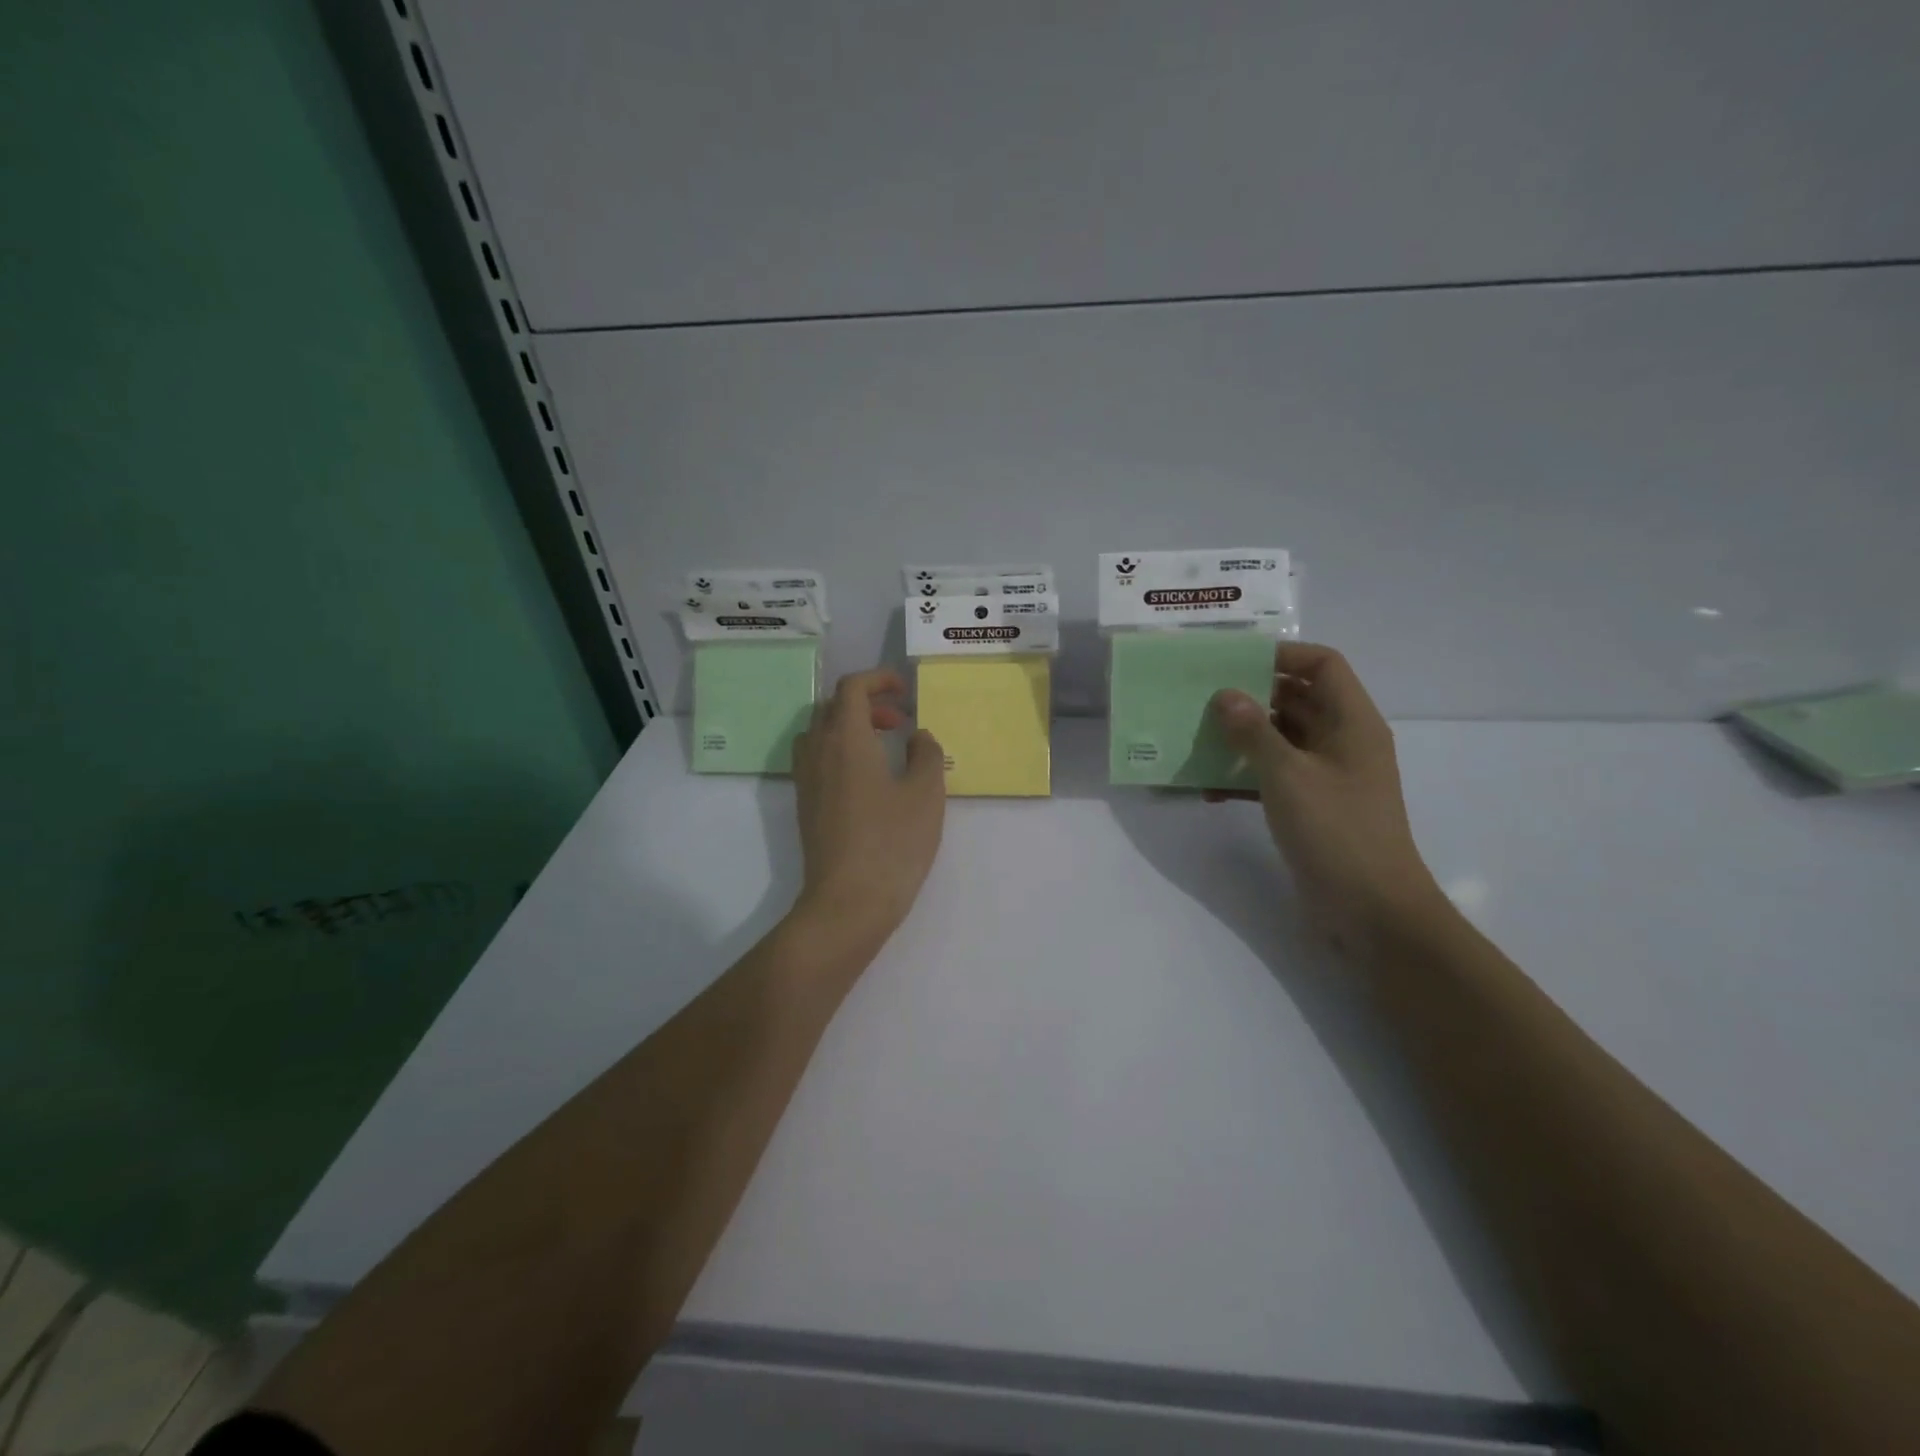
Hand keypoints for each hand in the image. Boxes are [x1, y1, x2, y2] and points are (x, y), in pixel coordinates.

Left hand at [789, 668, 946, 947]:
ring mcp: (806, 779)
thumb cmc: (893, 843)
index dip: (878, 679)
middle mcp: (818, 751)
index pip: (852, 688)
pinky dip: (838, 751)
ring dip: (849, 727)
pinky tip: (865, 779)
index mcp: (847, 739)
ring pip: (820, 732)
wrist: (848, 901)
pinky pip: (815, 758)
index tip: (905, 690)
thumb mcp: (926, 794)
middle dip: (866, 703)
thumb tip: (918, 736)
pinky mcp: (804, 804)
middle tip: (898, 722)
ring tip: (882, 747)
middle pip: (832, 706)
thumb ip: (926, 754)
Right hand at [1208, 644, 1441, 950]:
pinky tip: (1205, 789)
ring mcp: (1326, 777)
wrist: (1371, 911)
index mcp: (1351, 722)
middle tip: (1200, 697)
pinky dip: (1243, 778)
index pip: (1322, 665)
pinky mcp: (1310, 808)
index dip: (1282, 654)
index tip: (1233, 661)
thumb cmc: (1337, 831)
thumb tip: (1224, 695)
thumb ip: (1253, 732)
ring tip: (1195, 739)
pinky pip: (1272, 777)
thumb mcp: (1288, 775)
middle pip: (1296, 700)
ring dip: (1241, 739)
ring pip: (1279, 740)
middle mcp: (1341, 742)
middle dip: (1250, 697)